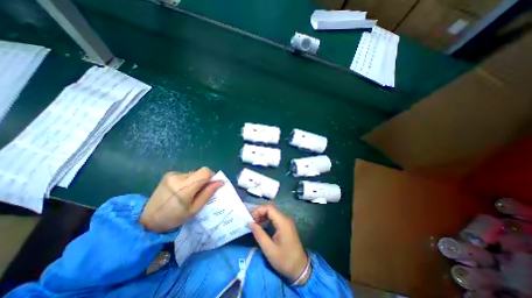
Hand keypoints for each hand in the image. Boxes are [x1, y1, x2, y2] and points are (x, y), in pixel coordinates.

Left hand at [139, 168, 222, 232]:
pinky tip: (181, 190)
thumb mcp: (194, 209)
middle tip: (198, 193)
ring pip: (193, 173)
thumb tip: (221, 182)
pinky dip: (188, 180)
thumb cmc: (173, 217)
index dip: (211, 176)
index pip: (205, 171)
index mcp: (185, 187)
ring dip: (195, 181)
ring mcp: (172, 174)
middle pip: (200, 172)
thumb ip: (208, 193)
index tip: (210, 185)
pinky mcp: (169, 174)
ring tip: (188, 193)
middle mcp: (178, 177)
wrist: (147, 219)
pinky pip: (186, 174)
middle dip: (203, 180)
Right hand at [247, 205, 309, 284]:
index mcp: (283, 222)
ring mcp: (286, 221)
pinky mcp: (286, 225)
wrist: (300, 268)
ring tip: (255, 224)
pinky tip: (262, 226)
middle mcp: (285, 218)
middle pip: (271, 209)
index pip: (269, 208)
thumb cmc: (284, 260)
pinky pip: (275, 218)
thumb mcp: (269, 249)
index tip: (251, 219)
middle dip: (260, 213)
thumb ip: (259, 234)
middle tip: (252, 222)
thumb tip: (249, 223)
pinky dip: (267, 219)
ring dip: (263, 216)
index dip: (259, 210)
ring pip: (272, 213)